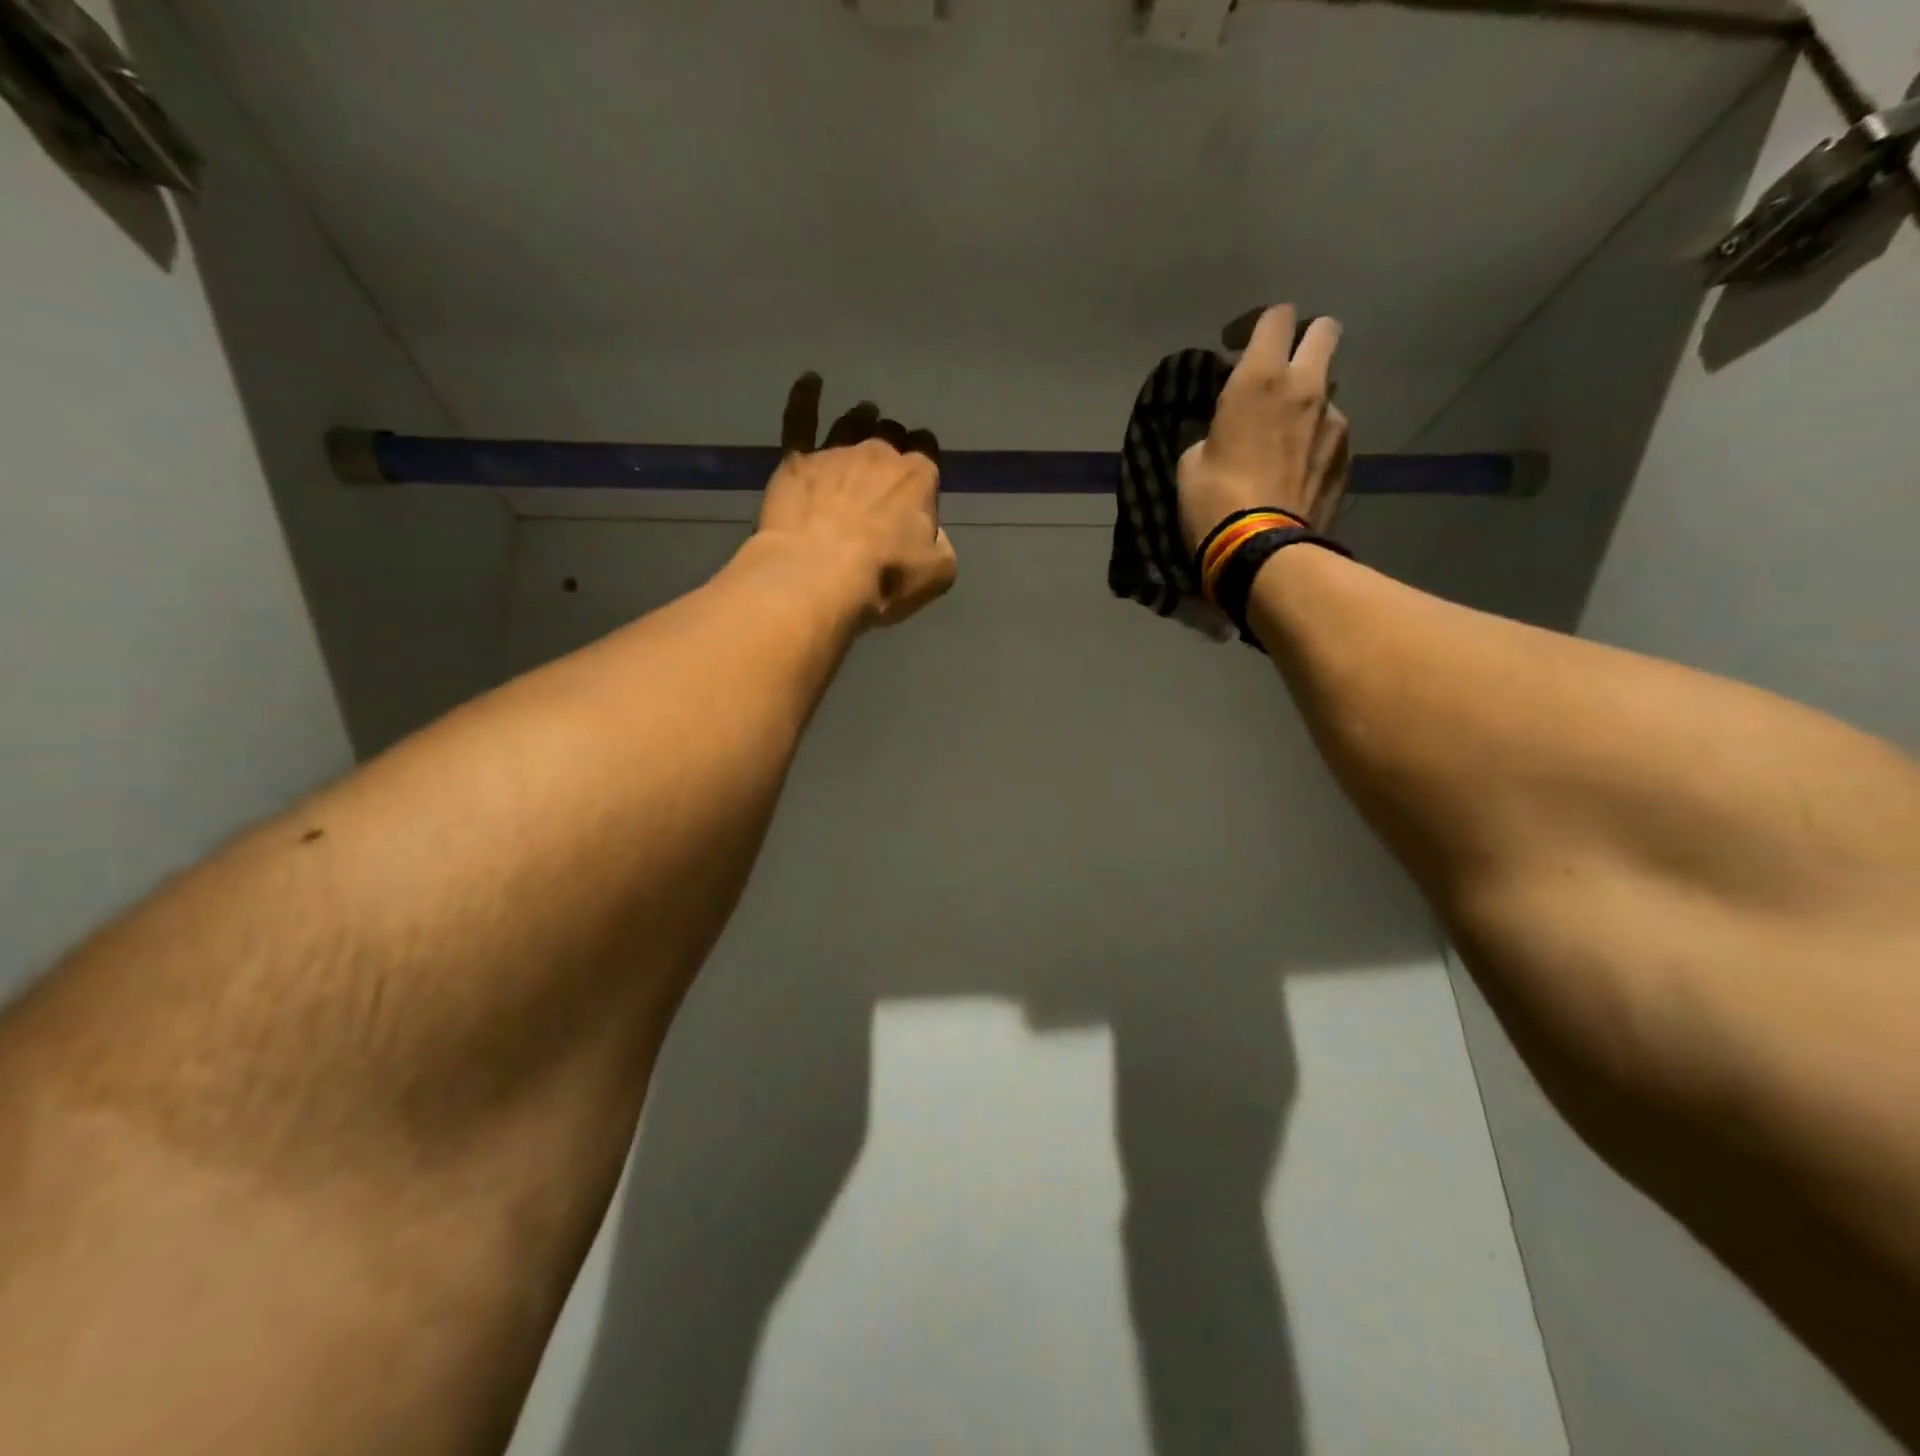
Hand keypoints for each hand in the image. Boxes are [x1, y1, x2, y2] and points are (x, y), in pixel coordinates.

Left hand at [757, 373, 957, 629]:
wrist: (819, 575)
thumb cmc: (885, 577)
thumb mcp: (938, 572)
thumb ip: (941, 544)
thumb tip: (930, 533)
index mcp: (918, 476)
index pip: (928, 454)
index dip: (925, 464)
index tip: (920, 481)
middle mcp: (880, 453)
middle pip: (891, 436)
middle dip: (893, 444)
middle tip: (885, 469)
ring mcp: (836, 451)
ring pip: (852, 422)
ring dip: (861, 420)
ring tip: (863, 419)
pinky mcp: (797, 460)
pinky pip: (801, 418)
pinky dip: (805, 396)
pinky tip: (810, 380)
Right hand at [1177, 305, 1350, 551]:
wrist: (1262, 552)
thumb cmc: (1214, 503)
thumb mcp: (1192, 463)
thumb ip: (1215, 432)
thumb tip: (1227, 434)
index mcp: (1259, 380)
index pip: (1275, 317)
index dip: (1257, 325)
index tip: (1238, 347)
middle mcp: (1306, 387)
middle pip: (1324, 330)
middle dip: (1304, 340)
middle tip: (1280, 370)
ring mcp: (1335, 420)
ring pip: (1329, 388)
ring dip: (1309, 400)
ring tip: (1286, 436)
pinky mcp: (1348, 455)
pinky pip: (1332, 433)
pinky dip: (1317, 441)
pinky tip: (1298, 470)